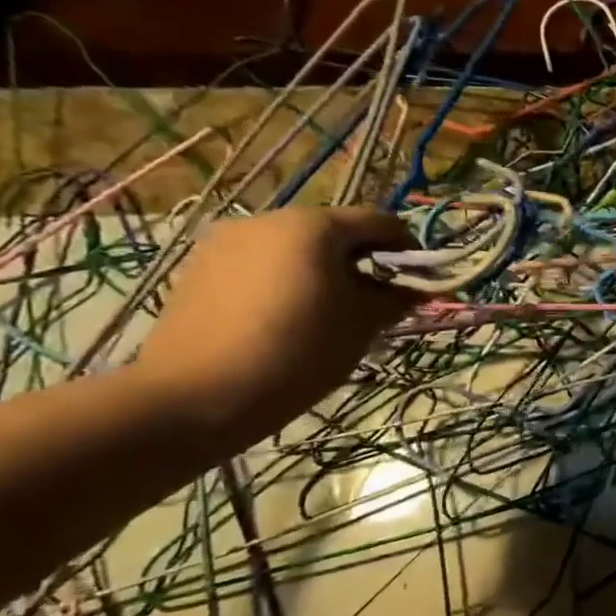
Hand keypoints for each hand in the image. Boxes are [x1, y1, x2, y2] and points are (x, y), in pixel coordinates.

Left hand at [134, 207, 414, 443]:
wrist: (197, 395)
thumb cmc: (298, 353)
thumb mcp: (362, 326)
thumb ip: (394, 299)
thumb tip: (416, 290)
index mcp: (315, 226)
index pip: (380, 222)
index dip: (407, 249)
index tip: (419, 282)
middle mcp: (269, 219)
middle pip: (334, 230)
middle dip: (362, 260)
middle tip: (376, 301)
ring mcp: (227, 241)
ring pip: (294, 247)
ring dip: (322, 270)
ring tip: (330, 311)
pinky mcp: (200, 268)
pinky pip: (260, 264)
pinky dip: (284, 280)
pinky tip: (287, 318)